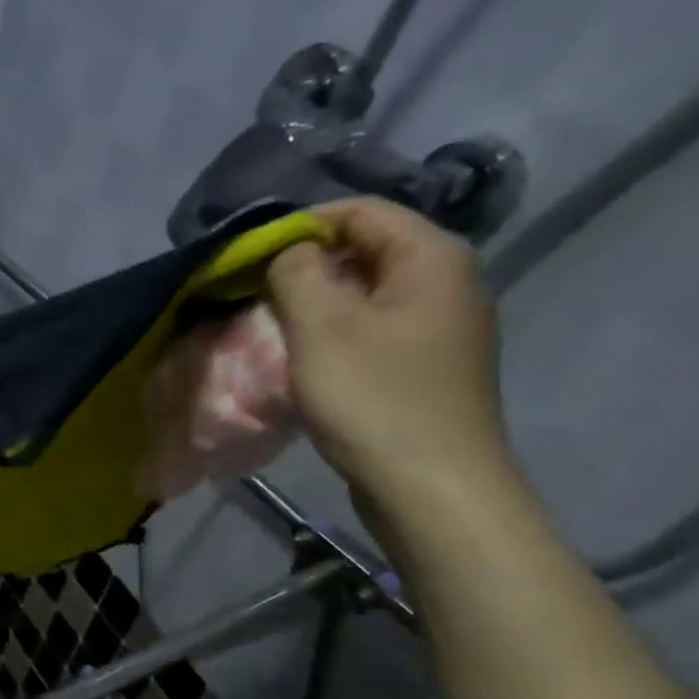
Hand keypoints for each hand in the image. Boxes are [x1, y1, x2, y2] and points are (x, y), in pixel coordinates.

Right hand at [266, 198, 514, 521]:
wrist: (431, 485)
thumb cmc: (373, 397)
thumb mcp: (320, 326)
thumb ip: (296, 272)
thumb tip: (288, 251)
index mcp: (432, 258)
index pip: (362, 212)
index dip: (302, 225)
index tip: (250, 256)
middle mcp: (448, 281)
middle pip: (367, 248)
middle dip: (306, 264)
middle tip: (255, 292)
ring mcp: (442, 326)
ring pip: (368, 291)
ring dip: (317, 300)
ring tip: (273, 324)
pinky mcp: (427, 364)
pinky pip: (375, 326)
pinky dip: (336, 330)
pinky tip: (307, 358)